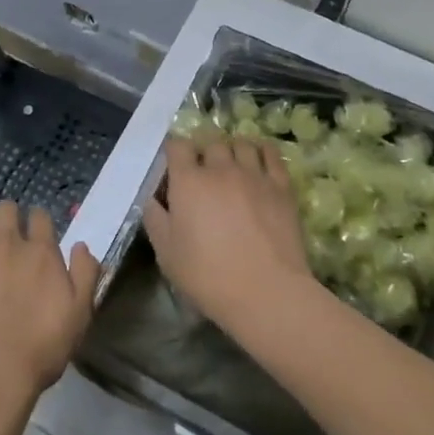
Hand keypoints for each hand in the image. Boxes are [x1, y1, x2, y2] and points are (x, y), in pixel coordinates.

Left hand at [0, 201, 99, 407]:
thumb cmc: (41, 347)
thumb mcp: (79, 314)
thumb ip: (85, 274)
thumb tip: (81, 245)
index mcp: (41, 252)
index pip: (40, 217)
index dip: (38, 218)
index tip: (36, 227)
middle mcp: (8, 244)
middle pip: (7, 209)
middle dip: (9, 212)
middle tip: (9, 226)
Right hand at [144, 136, 317, 335]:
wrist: (266, 292)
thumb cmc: (208, 275)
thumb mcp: (166, 253)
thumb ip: (155, 218)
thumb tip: (152, 198)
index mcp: (188, 181)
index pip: (177, 145)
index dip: (174, 151)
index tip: (174, 165)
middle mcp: (220, 168)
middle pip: (210, 142)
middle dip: (204, 152)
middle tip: (203, 171)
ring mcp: (254, 174)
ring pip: (241, 143)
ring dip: (232, 150)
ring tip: (231, 164)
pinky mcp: (281, 187)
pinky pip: (272, 154)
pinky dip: (262, 150)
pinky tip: (259, 159)